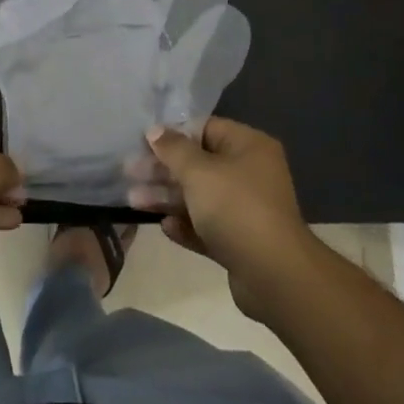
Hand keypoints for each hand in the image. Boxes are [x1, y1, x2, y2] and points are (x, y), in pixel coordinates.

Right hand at [133, 117, 320, 317]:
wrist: (274, 275)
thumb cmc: (235, 208)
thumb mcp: (198, 171)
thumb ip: (173, 149)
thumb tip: (155, 130)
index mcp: (248, 146)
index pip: (206, 129)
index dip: (174, 134)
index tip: (143, 143)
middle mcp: (250, 173)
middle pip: (199, 164)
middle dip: (163, 170)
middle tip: (129, 173)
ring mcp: (246, 209)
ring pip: (200, 197)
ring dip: (167, 198)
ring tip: (133, 202)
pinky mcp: (241, 241)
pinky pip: (207, 226)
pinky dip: (186, 225)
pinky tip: (165, 227)